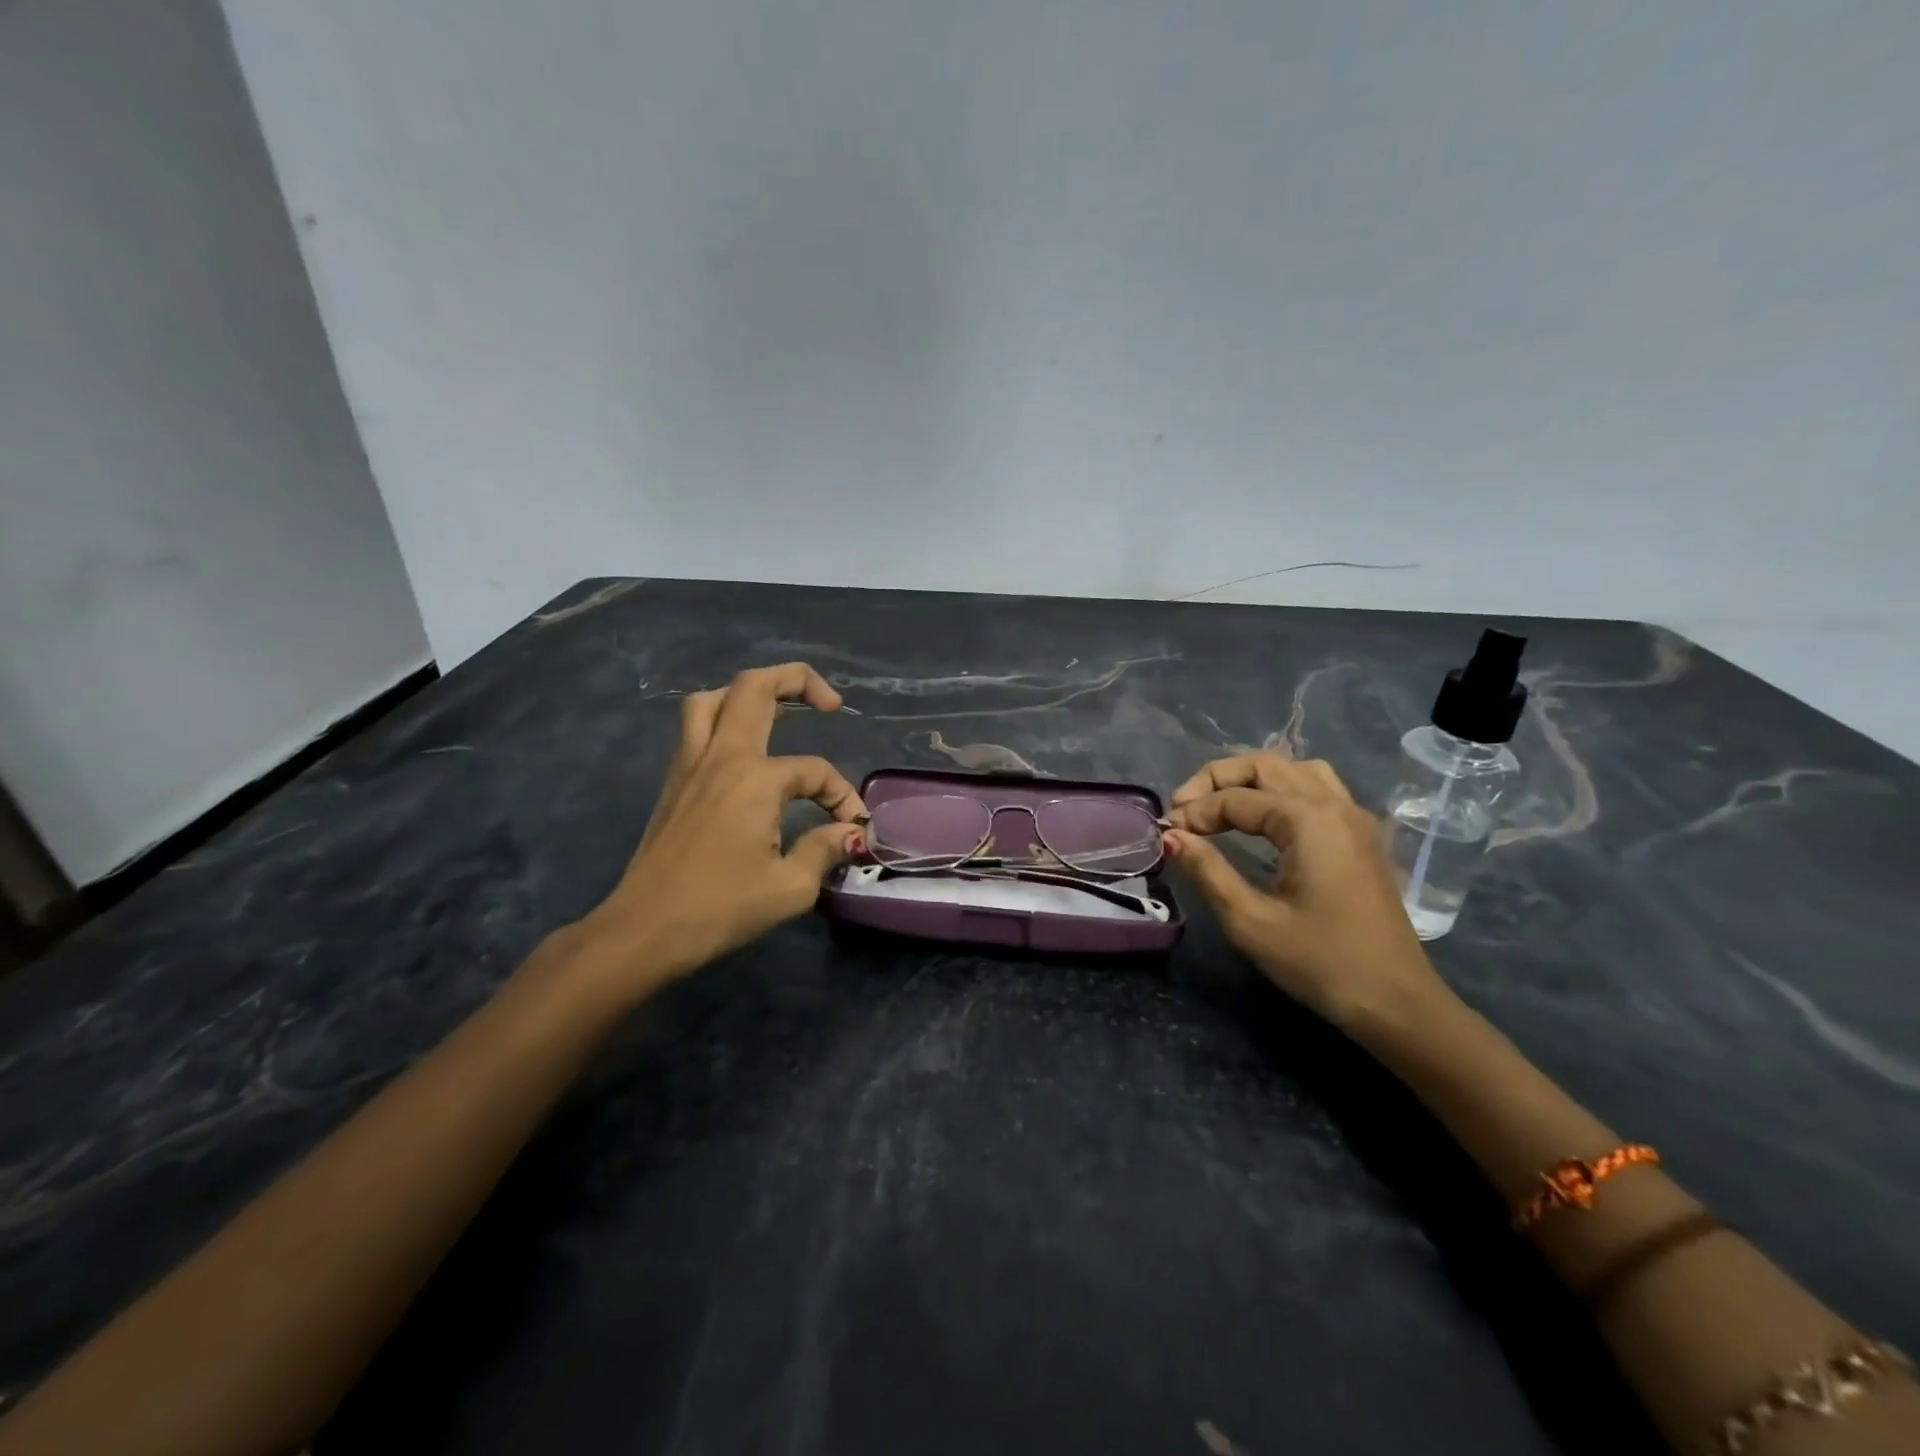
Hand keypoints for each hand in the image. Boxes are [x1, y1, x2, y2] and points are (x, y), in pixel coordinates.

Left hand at [567, 663, 867, 1002]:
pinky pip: (695, 727)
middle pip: (754, 688)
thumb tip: (848, 833)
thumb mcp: (789, 888)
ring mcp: (689, 765)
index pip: (814, 771)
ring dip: (749, 694)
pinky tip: (743, 750)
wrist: (644, 931)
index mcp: (754, 779)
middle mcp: (721, 757)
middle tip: (830, 702)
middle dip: (798, 680)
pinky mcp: (673, 782)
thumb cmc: (719, 909)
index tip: (852, 829)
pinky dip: (723, 719)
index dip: (842, 796)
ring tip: (778, 710)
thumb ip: (824, 850)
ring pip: (712, 699)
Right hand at [1165, 754, 1448, 1029]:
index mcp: (1309, 821)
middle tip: (1184, 809)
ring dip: (1252, 779)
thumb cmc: (1320, 963)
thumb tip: (1171, 837)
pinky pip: (1318, 789)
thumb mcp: (1251, 922)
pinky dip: (1281, 790)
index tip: (1167, 835)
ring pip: (1295, 769)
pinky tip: (1263, 819)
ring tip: (1220, 805)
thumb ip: (1207, 871)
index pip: (1236, 798)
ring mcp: (1355, 818)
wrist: (1396, 1003)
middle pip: (1266, 765)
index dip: (1196, 812)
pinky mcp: (1363, 837)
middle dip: (1217, 779)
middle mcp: (1335, 806)